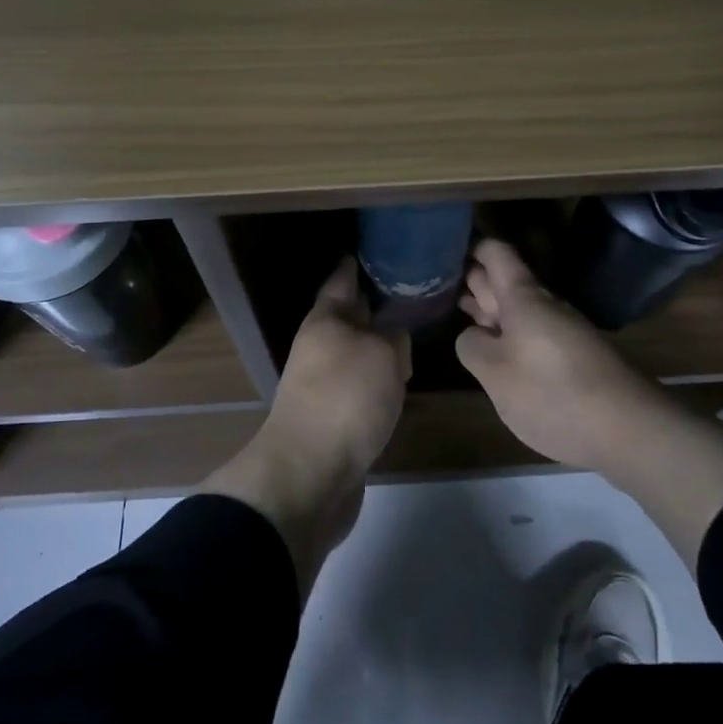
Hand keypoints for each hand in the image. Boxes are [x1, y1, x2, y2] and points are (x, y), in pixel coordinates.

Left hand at [201, 259, 409, 593]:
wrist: (311, 474)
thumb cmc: (346, 399)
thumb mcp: (382, 354)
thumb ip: (393, 337)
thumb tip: (393, 337)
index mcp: (326, 320)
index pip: (343, 279)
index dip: (359, 263)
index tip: (379, 249)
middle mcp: (320, 346)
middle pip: (349, 316)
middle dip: (375, 305)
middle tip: (411, 292)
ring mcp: (323, 383)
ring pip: (356, 352)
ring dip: (379, 345)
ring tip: (412, 335)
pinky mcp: (333, 417)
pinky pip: (360, 385)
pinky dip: (378, 379)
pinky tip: (399, 381)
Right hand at [455, 238, 674, 472]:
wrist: (630, 431)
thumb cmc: (552, 394)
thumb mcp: (495, 374)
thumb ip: (472, 346)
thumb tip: (474, 335)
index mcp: (523, 298)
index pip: (496, 253)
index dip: (471, 246)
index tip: (444, 249)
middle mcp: (545, 305)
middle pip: (506, 280)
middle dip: (475, 279)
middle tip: (440, 282)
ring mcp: (563, 330)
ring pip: (520, 309)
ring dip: (492, 309)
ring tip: (460, 314)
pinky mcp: (575, 356)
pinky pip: (534, 332)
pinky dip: (511, 334)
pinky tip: (498, 351)